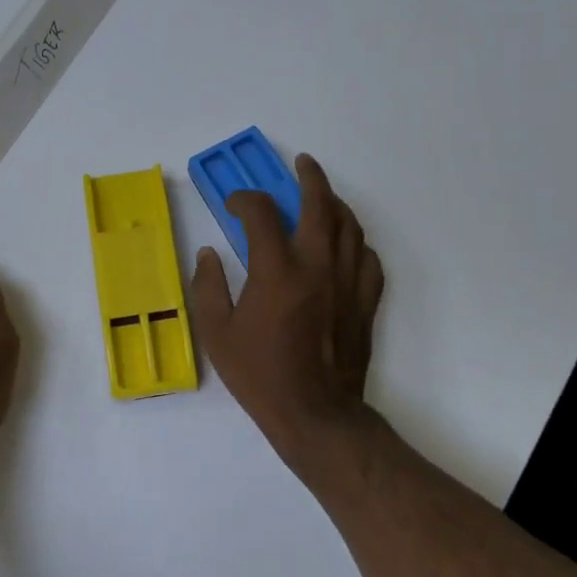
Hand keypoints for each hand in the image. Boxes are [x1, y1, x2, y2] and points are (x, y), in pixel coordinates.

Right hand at [190, 155, 385, 473]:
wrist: (315, 413)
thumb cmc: (260, 374)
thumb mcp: (216, 334)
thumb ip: (208, 287)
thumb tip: (210, 254)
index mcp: (277, 270)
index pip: (261, 213)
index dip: (244, 199)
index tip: (234, 205)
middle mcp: (317, 265)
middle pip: (320, 204)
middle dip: (309, 177)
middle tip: (301, 163)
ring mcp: (347, 282)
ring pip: (350, 226)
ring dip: (334, 204)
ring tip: (322, 196)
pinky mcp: (365, 301)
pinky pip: (368, 258)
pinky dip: (356, 242)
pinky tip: (345, 245)